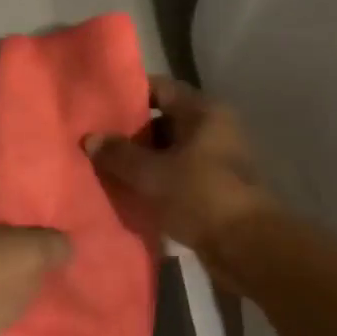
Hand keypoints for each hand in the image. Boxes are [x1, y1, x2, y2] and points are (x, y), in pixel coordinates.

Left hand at [0, 176, 70, 335]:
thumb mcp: (29, 252)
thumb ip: (53, 241)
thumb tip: (64, 244)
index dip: (26, 186)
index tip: (55, 197)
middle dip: (28, 228)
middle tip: (64, 234)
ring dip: (19, 264)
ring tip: (58, 267)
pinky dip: (7, 292)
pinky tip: (36, 297)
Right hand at [86, 77, 275, 276]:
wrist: (246, 247)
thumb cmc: (200, 196)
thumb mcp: (151, 174)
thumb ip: (118, 154)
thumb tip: (90, 138)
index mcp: (203, 112)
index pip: (160, 89)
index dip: (129, 94)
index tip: (98, 105)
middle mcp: (213, 128)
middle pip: (163, 120)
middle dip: (130, 131)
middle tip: (95, 139)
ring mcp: (216, 159)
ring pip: (168, 150)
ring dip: (140, 159)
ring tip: (104, 166)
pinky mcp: (213, 187)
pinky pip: (176, 174)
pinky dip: (154, 179)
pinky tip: (127, 189)